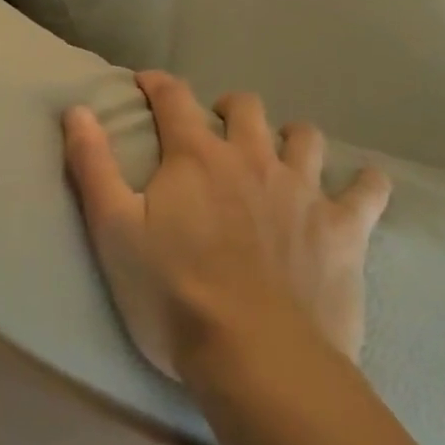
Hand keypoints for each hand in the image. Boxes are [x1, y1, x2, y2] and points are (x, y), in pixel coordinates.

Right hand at [63, 72, 389, 380]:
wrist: (258, 362)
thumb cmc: (175, 296)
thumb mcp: (114, 230)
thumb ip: (92, 165)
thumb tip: (76, 108)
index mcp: (196, 156)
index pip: (173, 97)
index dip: (158, 83)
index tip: (146, 84)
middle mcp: (251, 157)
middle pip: (245, 106)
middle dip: (228, 107)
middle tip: (218, 127)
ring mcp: (302, 191)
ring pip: (304, 137)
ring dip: (291, 137)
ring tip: (282, 154)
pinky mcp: (343, 230)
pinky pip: (367, 192)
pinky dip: (366, 184)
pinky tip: (365, 185)